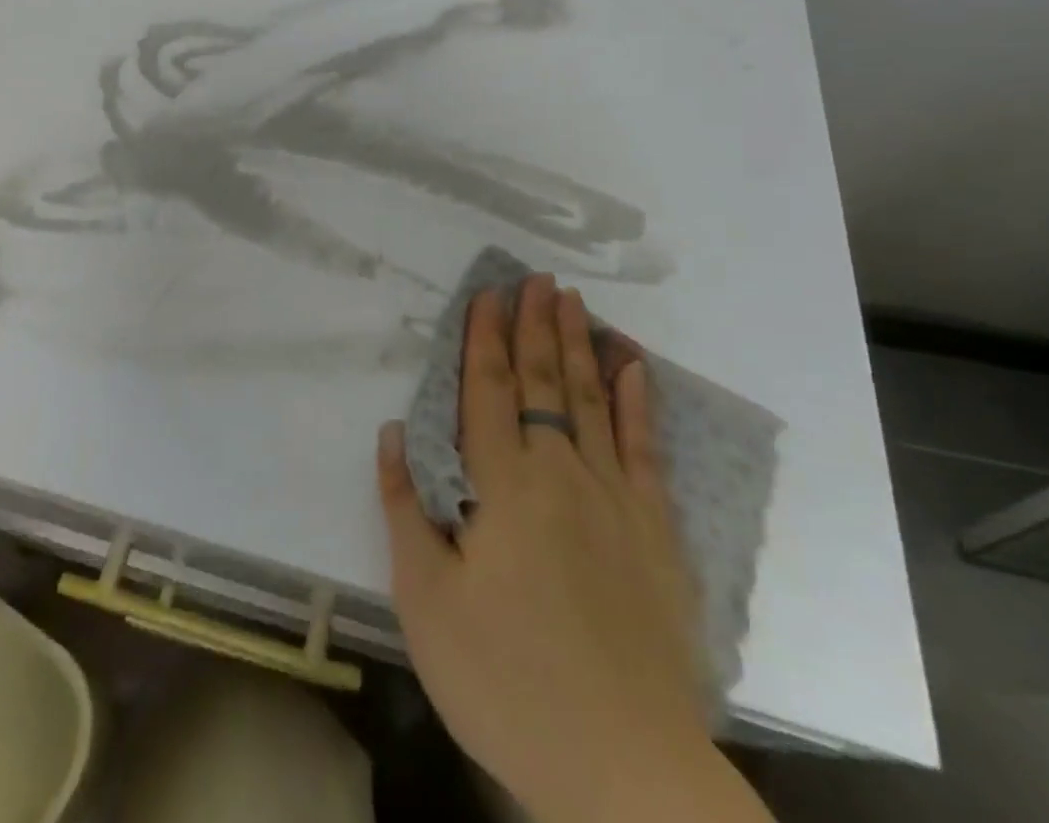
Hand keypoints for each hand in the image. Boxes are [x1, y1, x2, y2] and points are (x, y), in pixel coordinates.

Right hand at [377, 275, 713, 822]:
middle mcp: (560, 473)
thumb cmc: (508, 682)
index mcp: (503, 487)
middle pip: (543, 382)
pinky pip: (646, 450)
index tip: (487, 294)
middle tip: (536, 277)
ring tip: (573, 301)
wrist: (625, 770)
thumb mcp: (426, 603)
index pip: (488, 391)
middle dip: (535, 325)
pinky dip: (639, 403)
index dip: (484, 339)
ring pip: (591, 401)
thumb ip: (406, 510)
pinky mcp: (657, 533)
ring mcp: (615, 499)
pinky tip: (635, 368)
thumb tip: (392, 434)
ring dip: (578, 346)